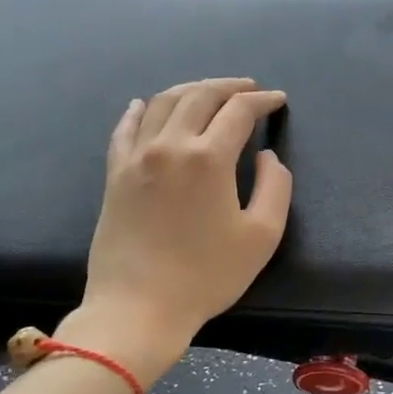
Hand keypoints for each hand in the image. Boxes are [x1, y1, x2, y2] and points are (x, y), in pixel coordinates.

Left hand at [63, 78, 292, 381]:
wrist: (139, 307)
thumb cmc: (207, 275)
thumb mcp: (262, 236)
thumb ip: (276, 187)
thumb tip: (267, 156)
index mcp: (209, 158)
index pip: (239, 111)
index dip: (263, 101)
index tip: (278, 100)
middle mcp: (170, 145)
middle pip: (199, 95)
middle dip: (229, 86)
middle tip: (249, 88)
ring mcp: (136, 157)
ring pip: (163, 103)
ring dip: (190, 89)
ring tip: (209, 92)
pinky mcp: (115, 174)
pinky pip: (125, 128)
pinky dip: (140, 110)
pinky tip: (145, 105)